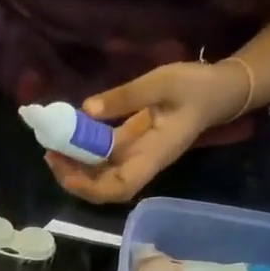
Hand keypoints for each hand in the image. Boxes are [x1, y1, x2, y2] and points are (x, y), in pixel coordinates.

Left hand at [44, 61, 252, 203]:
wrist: (219, 91)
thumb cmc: (196, 87)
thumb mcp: (162, 82)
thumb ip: (126, 97)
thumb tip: (87, 110)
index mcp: (154, 156)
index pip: (120, 187)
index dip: (91, 187)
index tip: (67, 171)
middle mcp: (143, 163)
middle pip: (104, 188)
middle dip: (75, 178)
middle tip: (51, 154)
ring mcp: (137, 157)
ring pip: (101, 174)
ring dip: (76, 166)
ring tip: (53, 146)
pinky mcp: (132, 147)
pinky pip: (104, 157)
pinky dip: (84, 151)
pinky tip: (69, 136)